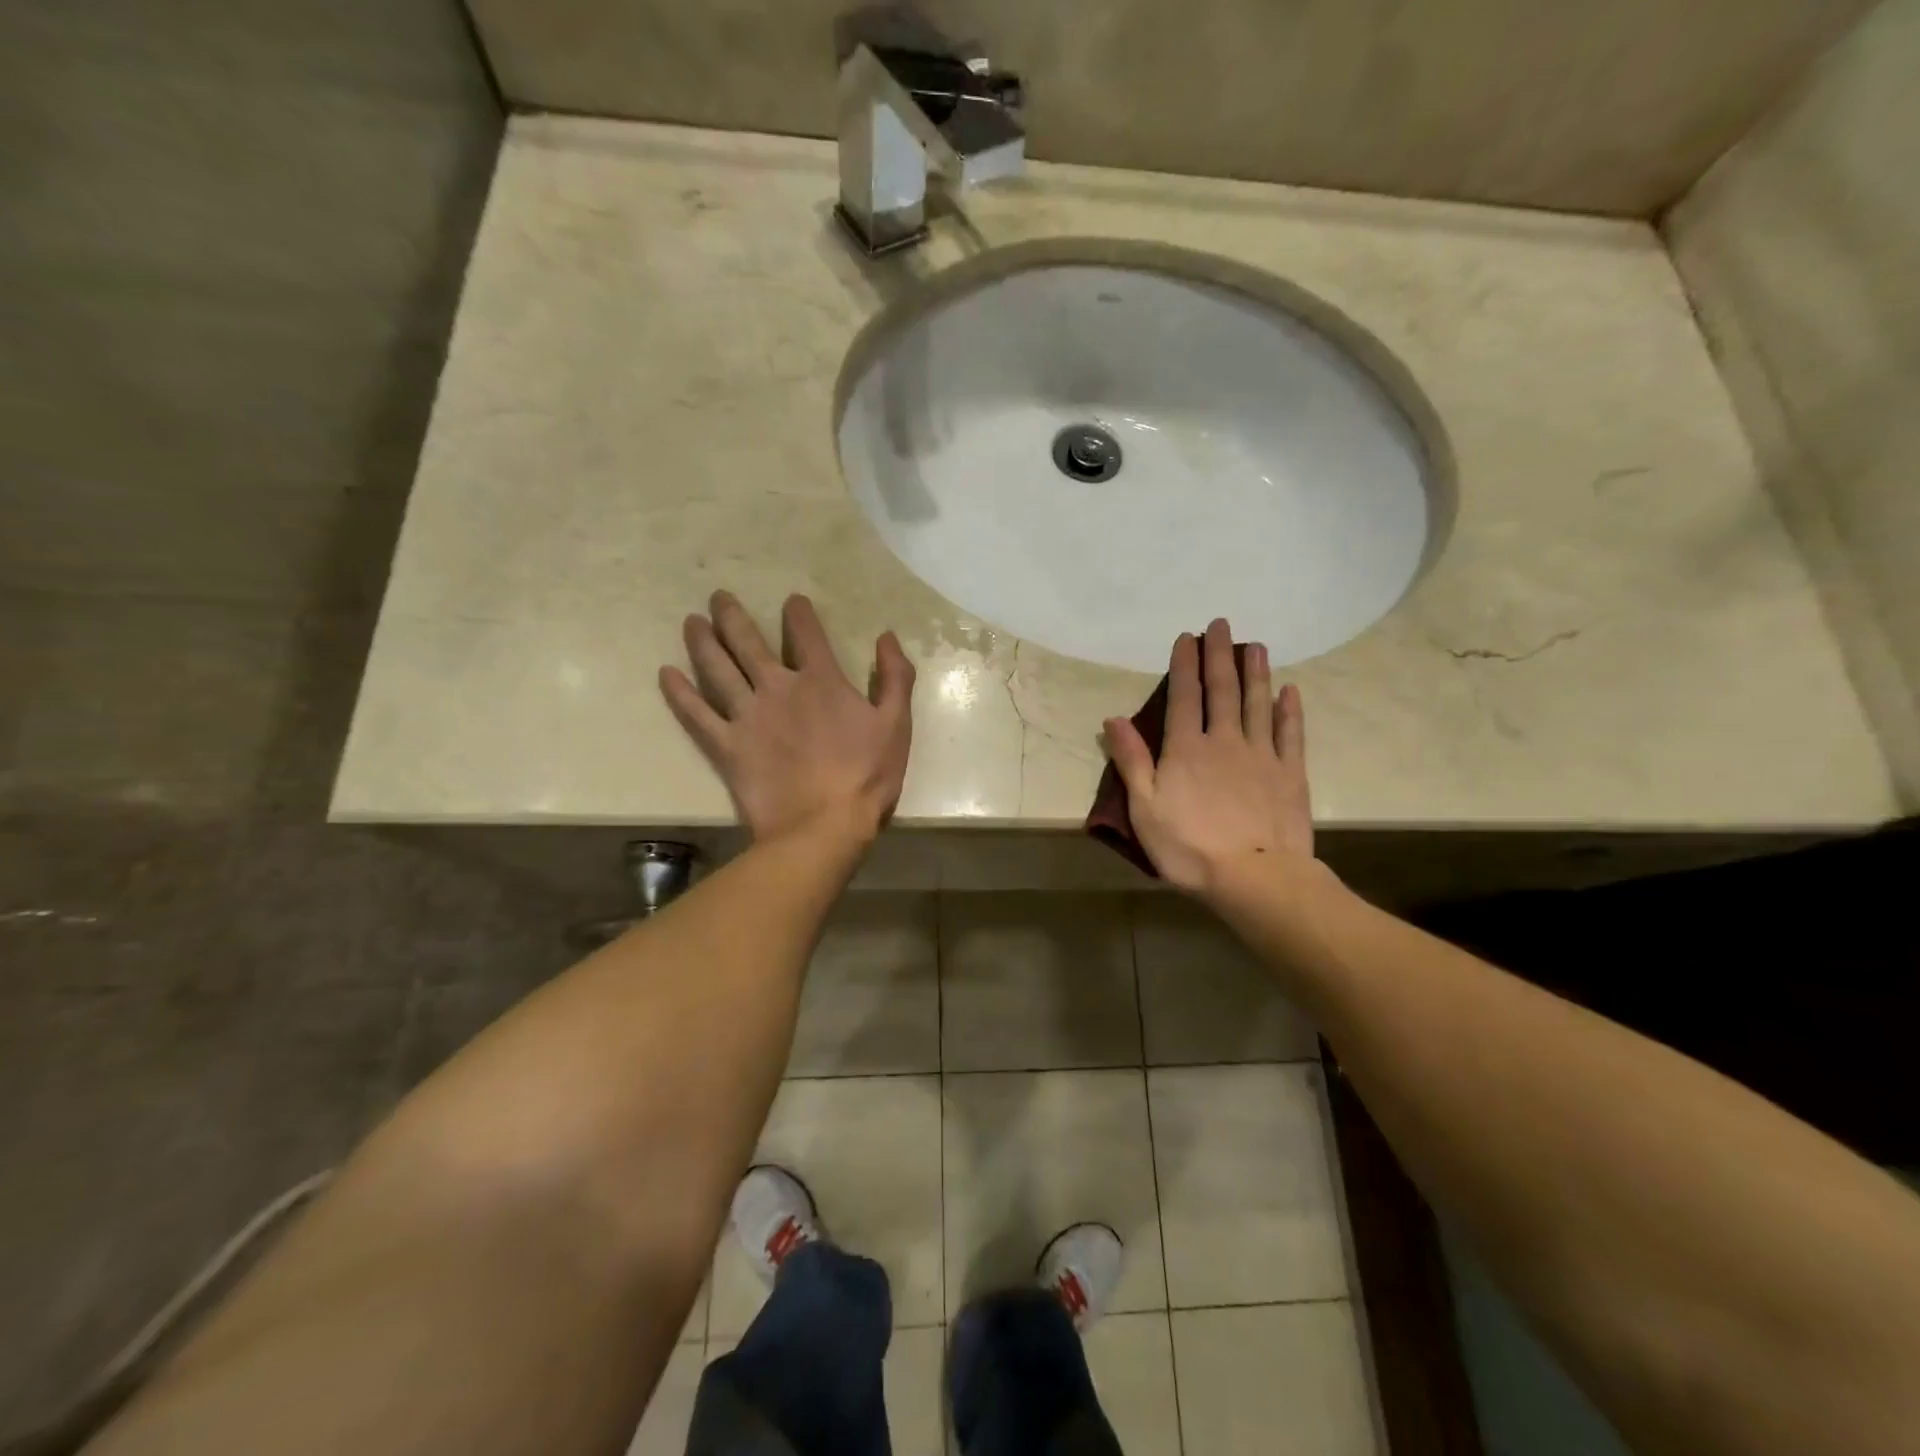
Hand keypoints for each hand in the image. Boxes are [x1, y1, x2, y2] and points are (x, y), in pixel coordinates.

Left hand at [660, 591, 914, 844]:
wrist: (824, 826)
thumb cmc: (867, 776)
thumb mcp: (896, 724)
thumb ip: (895, 676)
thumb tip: (886, 636)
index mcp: (821, 680)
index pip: (807, 634)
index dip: (798, 613)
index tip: (791, 601)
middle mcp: (778, 688)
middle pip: (749, 642)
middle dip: (733, 616)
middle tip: (718, 597)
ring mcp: (748, 716)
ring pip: (718, 668)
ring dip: (703, 641)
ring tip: (691, 622)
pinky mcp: (727, 746)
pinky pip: (697, 714)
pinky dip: (680, 693)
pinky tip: (666, 674)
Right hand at [1103, 618, 1313, 897]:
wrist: (1255, 878)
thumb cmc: (1189, 847)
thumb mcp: (1144, 808)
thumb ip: (1131, 761)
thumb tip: (1113, 719)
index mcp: (1186, 749)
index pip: (1184, 696)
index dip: (1185, 664)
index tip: (1187, 637)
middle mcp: (1225, 741)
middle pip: (1222, 690)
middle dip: (1220, 655)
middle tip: (1222, 624)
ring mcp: (1262, 756)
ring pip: (1258, 704)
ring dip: (1256, 672)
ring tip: (1255, 645)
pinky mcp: (1290, 775)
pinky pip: (1290, 734)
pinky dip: (1289, 710)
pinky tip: (1289, 691)